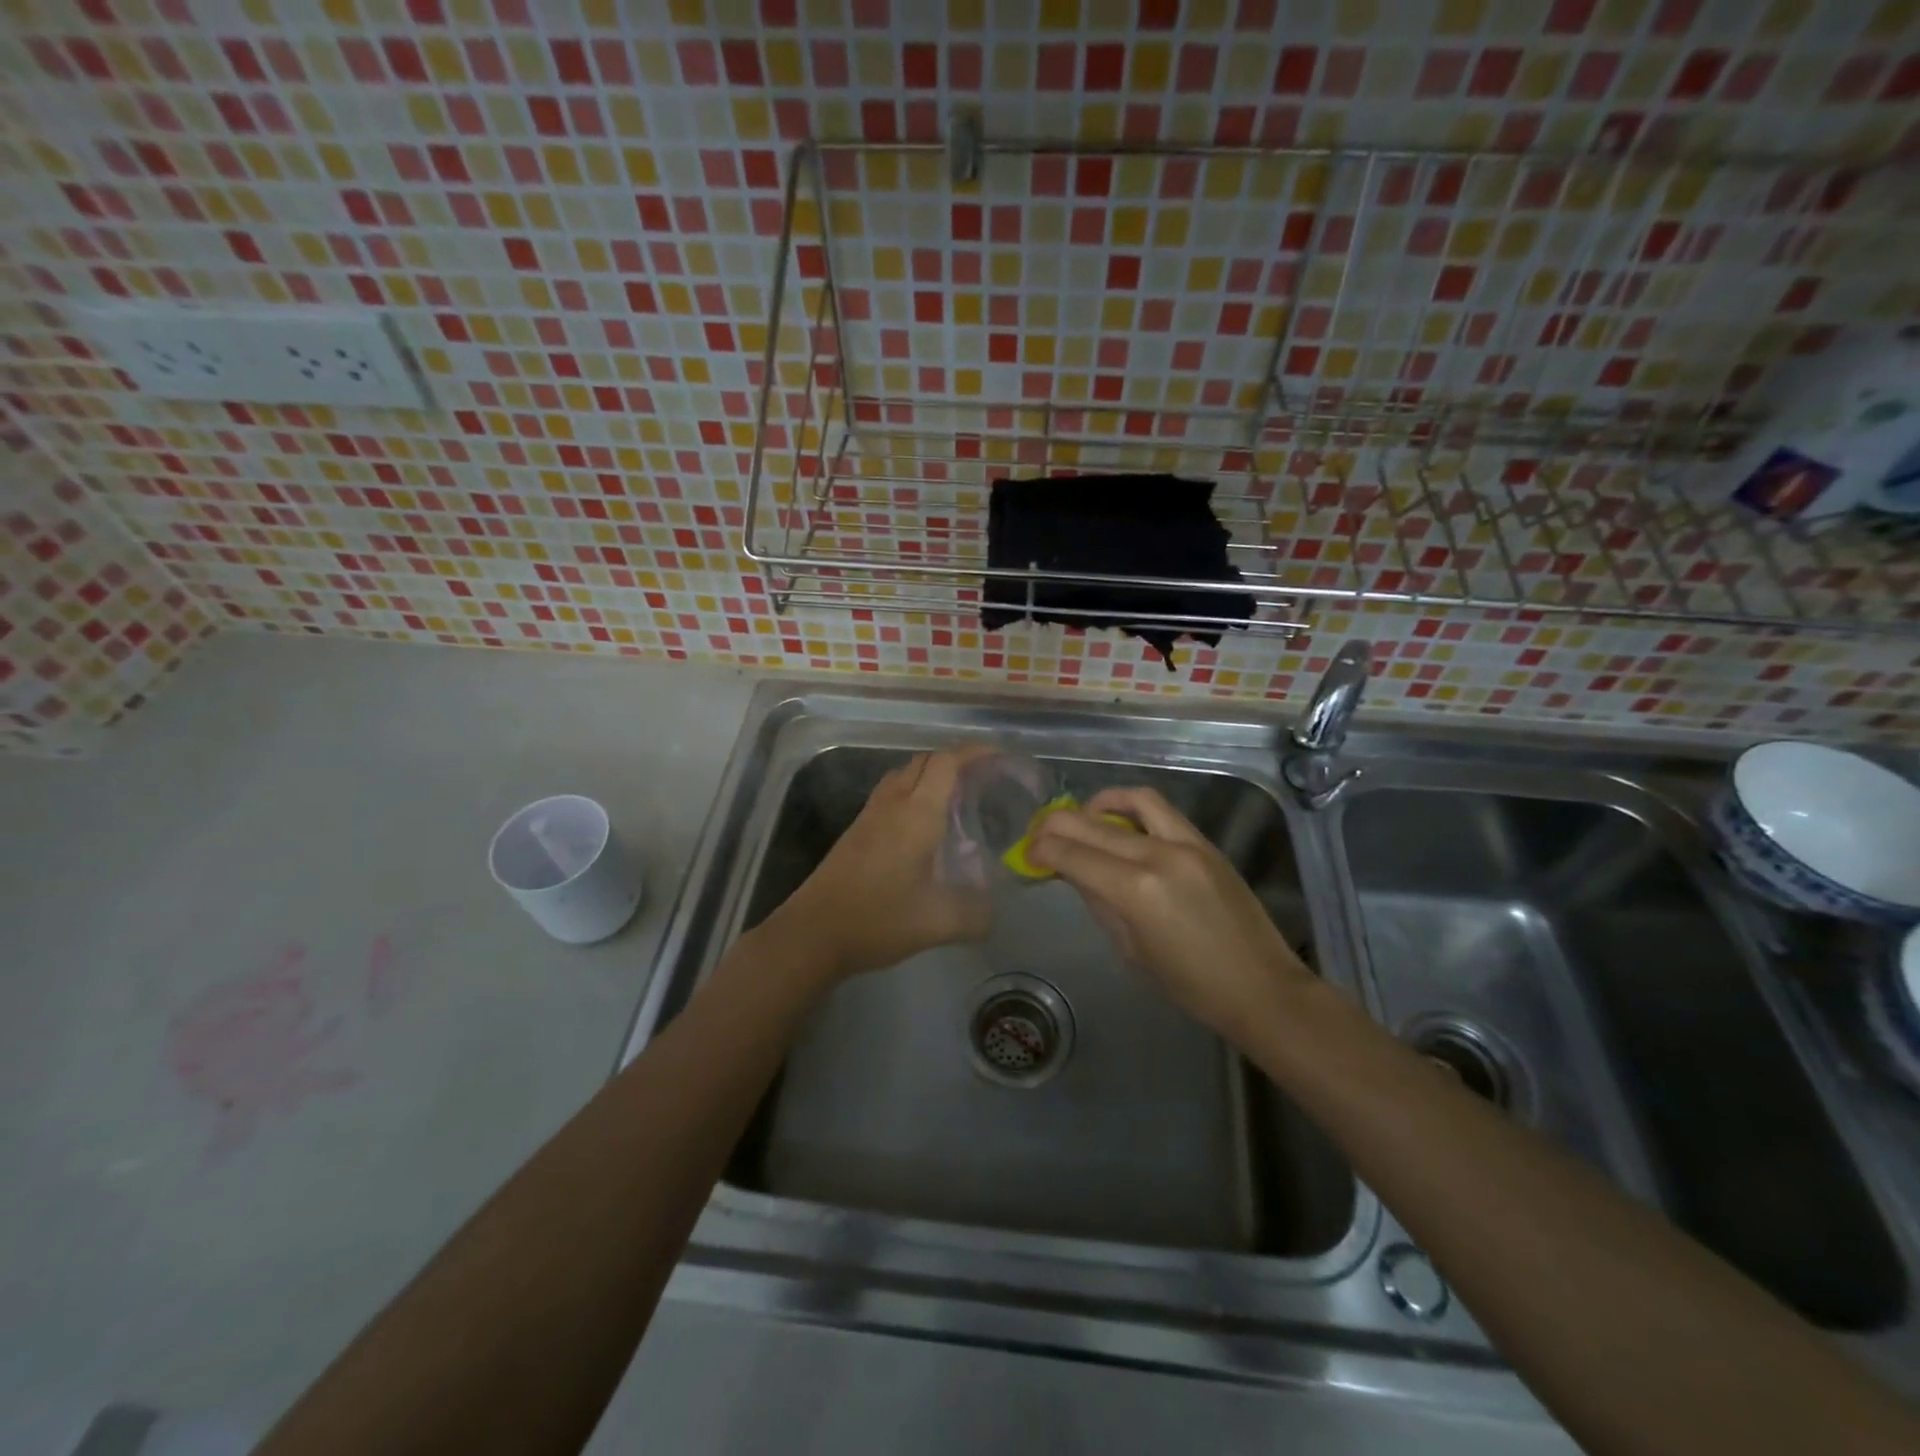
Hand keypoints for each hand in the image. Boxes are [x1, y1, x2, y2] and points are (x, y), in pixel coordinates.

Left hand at [768, 748, 991, 981]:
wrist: (813, 933)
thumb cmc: (879, 919)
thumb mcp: (939, 923)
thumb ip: (976, 915)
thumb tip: (995, 912)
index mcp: (917, 813)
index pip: (947, 762)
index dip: (973, 752)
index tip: (997, 758)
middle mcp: (893, 803)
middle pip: (924, 761)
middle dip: (955, 761)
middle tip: (982, 781)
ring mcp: (870, 815)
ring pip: (903, 775)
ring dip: (930, 776)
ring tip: (956, 800)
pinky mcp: (856, 831)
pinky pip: (890, 794)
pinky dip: (912, 794)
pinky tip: (922, 828)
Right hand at [1029, 786, 1311, 1040]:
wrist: (1261, 987)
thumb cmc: (1190, 985)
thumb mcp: (1131, 949)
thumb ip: (1100, 902)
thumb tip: (1076, 873)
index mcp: (1136, 890)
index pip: (1072, 854)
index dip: (1042, 850)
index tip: (1027, 854)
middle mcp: (1158, 855)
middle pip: (1093, 824)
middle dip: (1057, 826)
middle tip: (1040, 835)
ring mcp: (1187, 844)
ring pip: (1133, 800)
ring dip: (1099, 804)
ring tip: (1083, 818)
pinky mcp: (1206, 844)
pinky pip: (1161, 812)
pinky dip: (1133, 809)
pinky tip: (1121, 825)